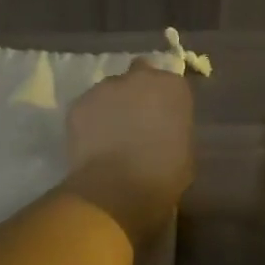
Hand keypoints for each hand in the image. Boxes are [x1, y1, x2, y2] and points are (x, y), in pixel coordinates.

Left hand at [61, 59, 194, 246]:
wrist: (116, 188)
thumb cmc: (162, 174)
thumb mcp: (186, 151)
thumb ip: (176, 128)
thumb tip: (165, 129)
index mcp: (172, 87)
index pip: (171, 84)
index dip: (165, 101)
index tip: (163, 118)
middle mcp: (139, 77)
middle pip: (139, 75)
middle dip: (138, 92)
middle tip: (136, 120)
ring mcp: (105, 87)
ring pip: (110, 90)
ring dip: (113, 105)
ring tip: (111, 134)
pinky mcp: (79, 103)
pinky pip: (89, 107)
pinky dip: (91, 119)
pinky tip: (93, 142)